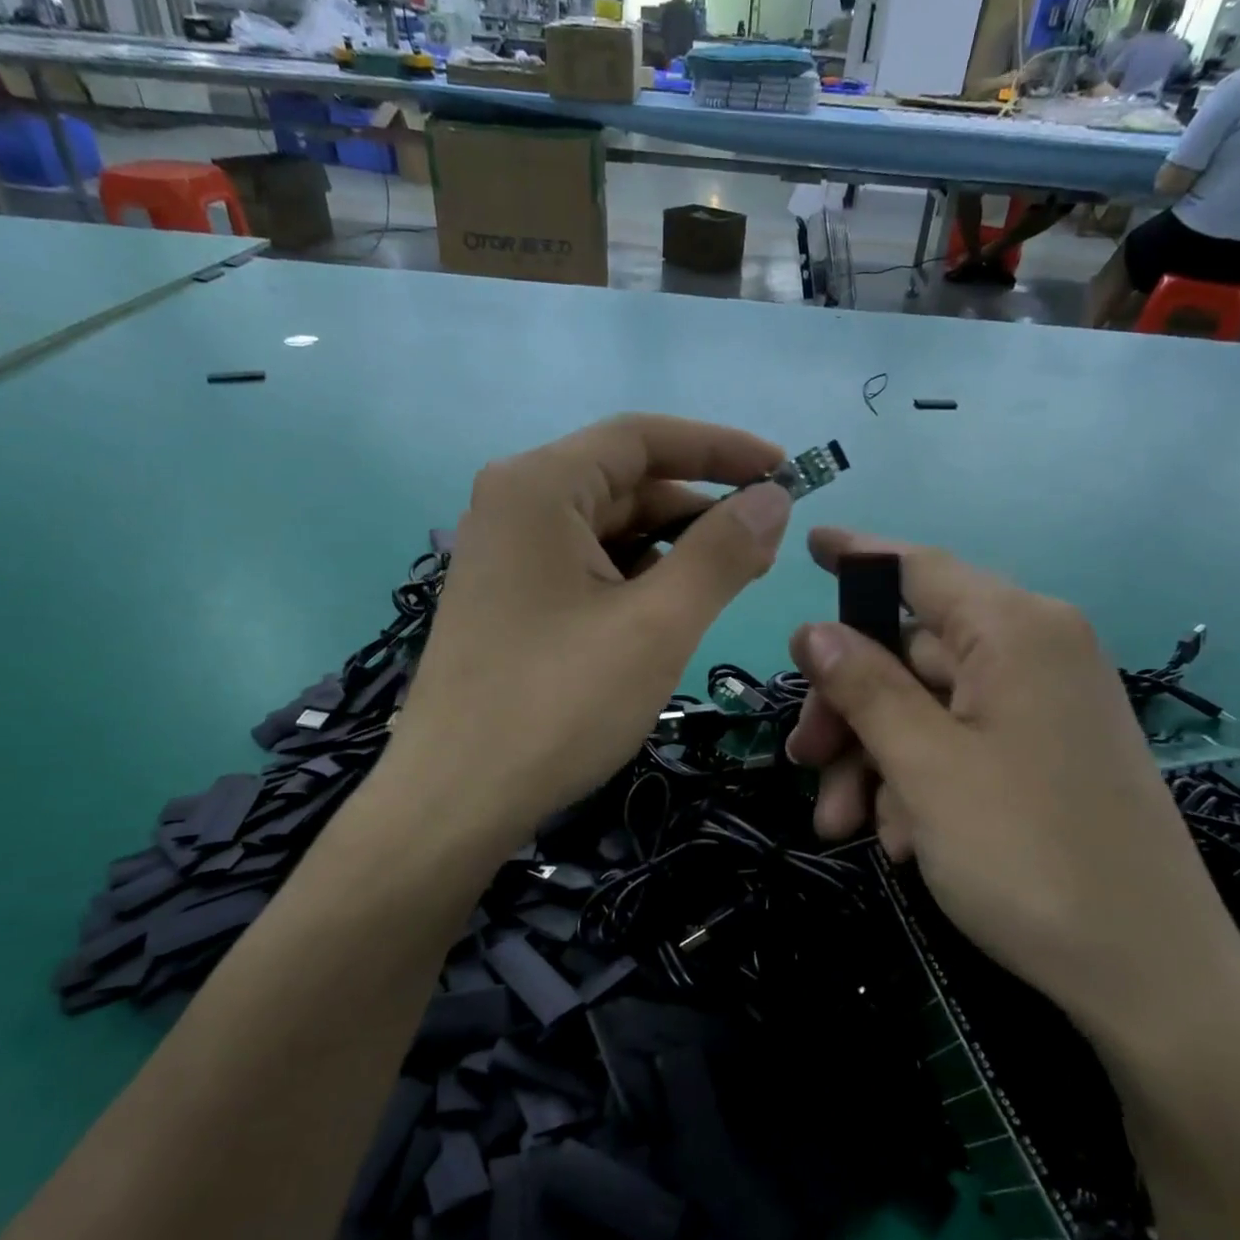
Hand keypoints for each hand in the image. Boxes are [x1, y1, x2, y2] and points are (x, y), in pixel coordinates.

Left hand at [382, 414, 792, 853]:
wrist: (454, 801)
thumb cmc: (557, 704)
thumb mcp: (656, 624)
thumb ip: (721, 553)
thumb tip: (774, 497)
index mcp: (539, 487)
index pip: (643, 438)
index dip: (721, 448)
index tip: (785, 469)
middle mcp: (514, 506)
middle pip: (626, 483)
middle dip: (700, 510)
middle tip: (766, 548)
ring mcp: (506, 556)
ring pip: (609, 530)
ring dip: (673, 549)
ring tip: (730, 583)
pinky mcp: (510, 600)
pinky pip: (587, 568)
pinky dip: (637, 580)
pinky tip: (672, 612)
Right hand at [784, 528, 1239, 1049]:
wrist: (1151, 978)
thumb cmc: (1029, 855)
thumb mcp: (925, 765)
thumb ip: (864, 686)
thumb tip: (813, 629)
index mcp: (1017, 631)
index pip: (920, 569)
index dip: (858, 556)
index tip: (809, 545)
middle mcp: (1036, 655)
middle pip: (909, 654)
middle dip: (848, 711)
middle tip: (801, 761)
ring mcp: (1043, 709)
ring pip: (926, 710)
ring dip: (874, 761)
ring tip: (843, 826)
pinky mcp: (1045, 758)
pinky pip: (960, 748)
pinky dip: (917, 785)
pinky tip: (902, 842)